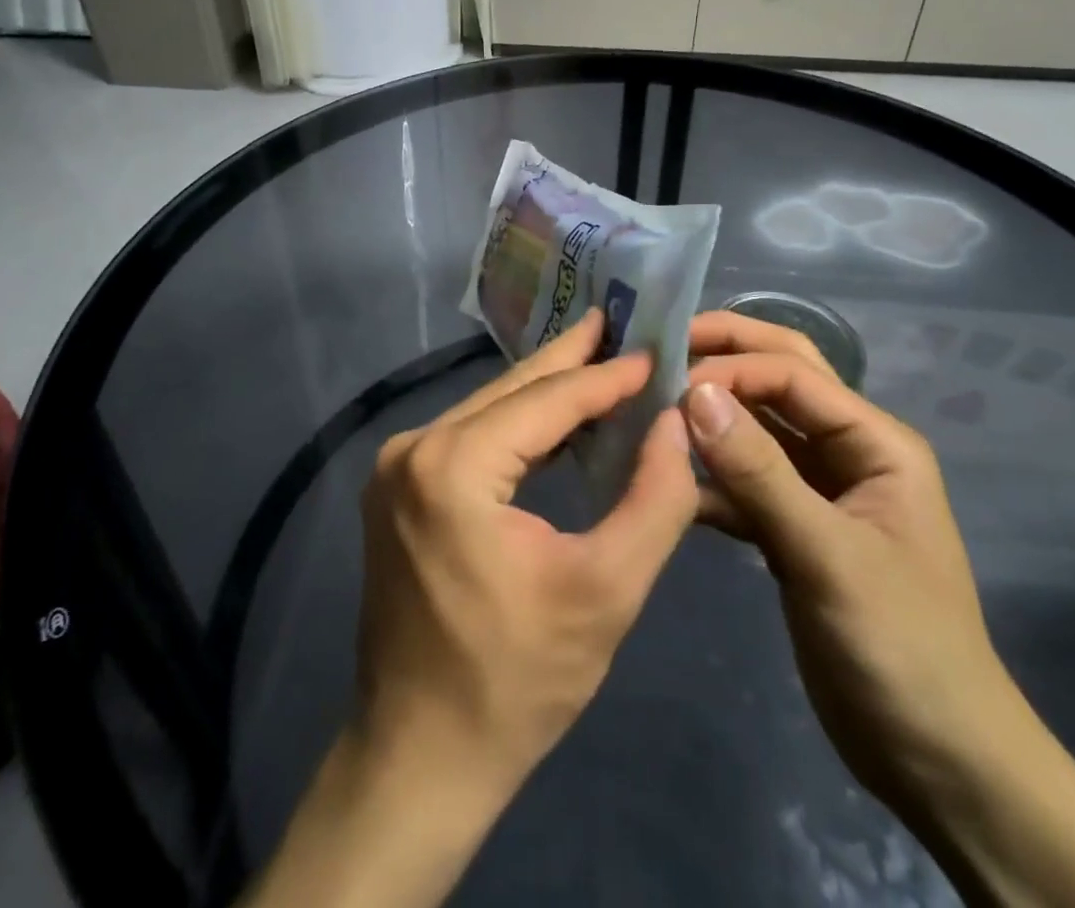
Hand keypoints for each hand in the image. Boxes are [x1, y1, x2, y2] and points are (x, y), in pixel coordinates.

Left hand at [356, 308, 700, 796]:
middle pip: (512, 391)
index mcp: (453, 464)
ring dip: (547, 392)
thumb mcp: (607, 590)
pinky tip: (558, 422)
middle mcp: (414, 447)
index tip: (656, 351)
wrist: (421, 754)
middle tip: (618, 320)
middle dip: (572, 359)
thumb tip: (677, 422)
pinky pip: (470, 437)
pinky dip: (518, 427)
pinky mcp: (398, 488)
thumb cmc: (519, 681)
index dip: (607, 376)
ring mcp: (397, 466)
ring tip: (600, 361)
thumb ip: (655, 498)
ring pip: (490, 410)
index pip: (548, 399)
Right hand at [683, 310, 1011, 810]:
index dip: (731, 367)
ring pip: (756, 429)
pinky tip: (668, 481)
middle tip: (659, 347)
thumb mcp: (828, 554)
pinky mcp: (793, 530)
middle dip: (725, 356)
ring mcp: (818, 491)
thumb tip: (694, 392)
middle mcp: (846, 451)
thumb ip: (759, 471)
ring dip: (711, 416)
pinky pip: (744, 483)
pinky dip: (709, 478)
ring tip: (650, 405)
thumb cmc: (901, 647)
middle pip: (779, 379)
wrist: (939, 762)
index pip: (793, 374)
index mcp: (875, 441)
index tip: (668, 382)